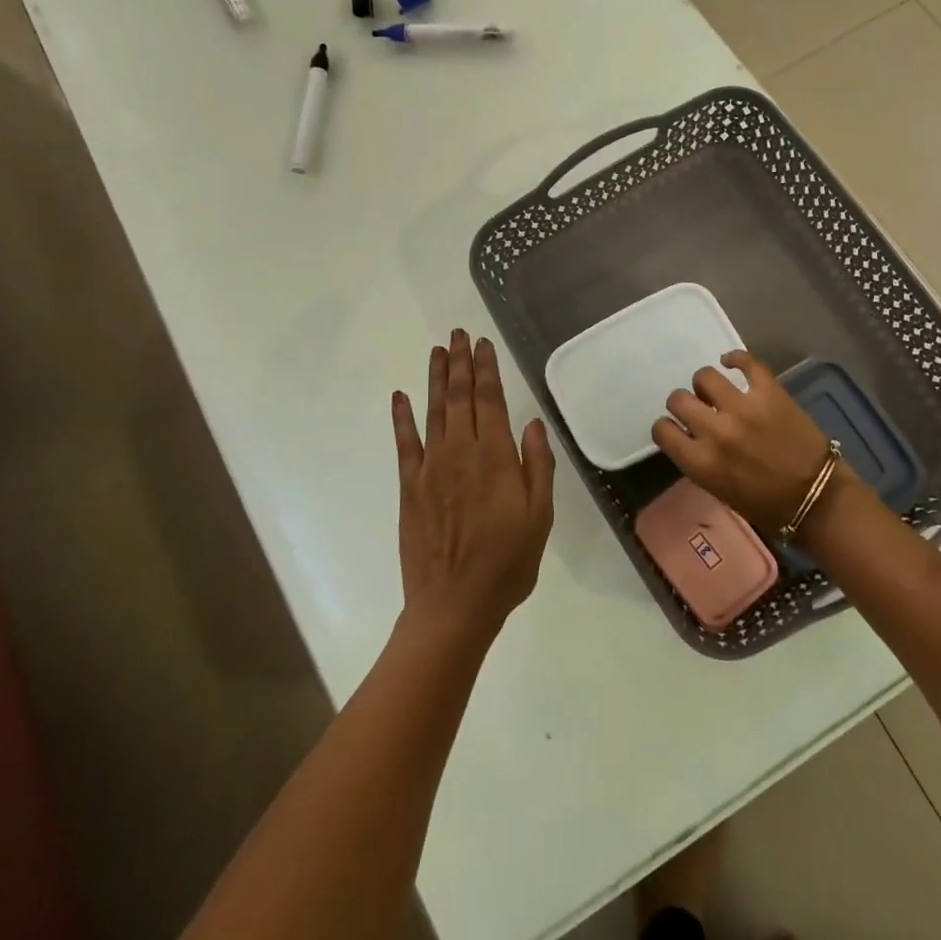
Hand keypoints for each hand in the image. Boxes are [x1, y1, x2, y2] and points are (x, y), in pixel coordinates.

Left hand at [392, 330, 554, 643]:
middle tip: (459, 334)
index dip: (487, 370)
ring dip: (436, 379)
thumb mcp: (539, 518)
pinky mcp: (410, 486)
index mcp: (496, 458)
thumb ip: (537, 467)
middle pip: (460, 397)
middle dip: (461, 363)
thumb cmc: (507, 564)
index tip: (484, 344)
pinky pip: (405, 443)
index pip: (491, 401)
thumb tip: (532, 423)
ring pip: (434, 411)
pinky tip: (400, 396)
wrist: (454, 605)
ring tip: (438, 351)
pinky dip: (402, 417)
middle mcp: (461, 453)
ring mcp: (431, 468)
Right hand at [650, 350, 832, 534]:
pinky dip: (735, 358)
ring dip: (706, 384)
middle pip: (678, 399)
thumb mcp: (719, 490)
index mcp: (701, 462)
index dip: (667, 426)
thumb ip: (699, 460)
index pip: (662, 430)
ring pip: (705, 376)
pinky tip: (731, 362)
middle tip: (697, 408)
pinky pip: (746, 362)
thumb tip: (691, 436)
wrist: (817, 498)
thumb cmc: (766, 504)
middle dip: (683, 403)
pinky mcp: (769, 392)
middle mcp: (716, 431)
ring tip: (717, 391)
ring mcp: (743, 408)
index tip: (676, 427)